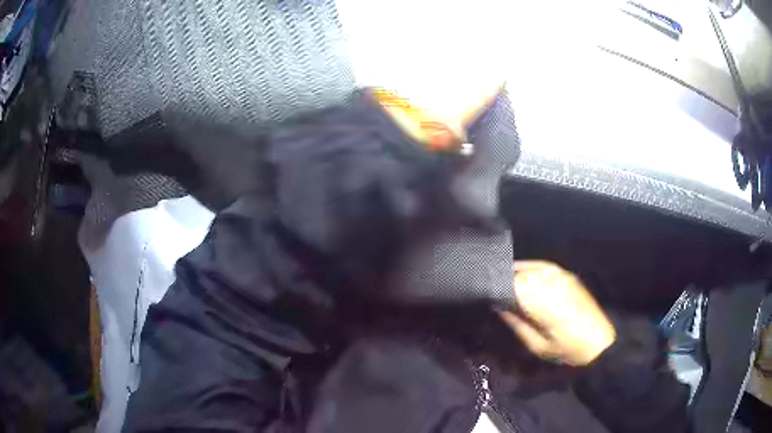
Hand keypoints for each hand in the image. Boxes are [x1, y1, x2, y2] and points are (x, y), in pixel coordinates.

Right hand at [499, 261, 615, 365]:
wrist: (600, 343)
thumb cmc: (567, 349)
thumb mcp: (537, 345)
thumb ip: (516, 324)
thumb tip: (500, 308)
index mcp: (542, 299)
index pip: (511, 285)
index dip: (496, 290)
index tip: (489, 298)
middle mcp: (551, 282)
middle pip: (519, 273)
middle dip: (505, 281)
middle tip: (495, 294)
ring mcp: (562, 276)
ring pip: (531, 267)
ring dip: (517, 274)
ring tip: (507, 286)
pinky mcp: (569, 276)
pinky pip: (544, 266)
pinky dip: (531, 271)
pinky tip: (526, 280)